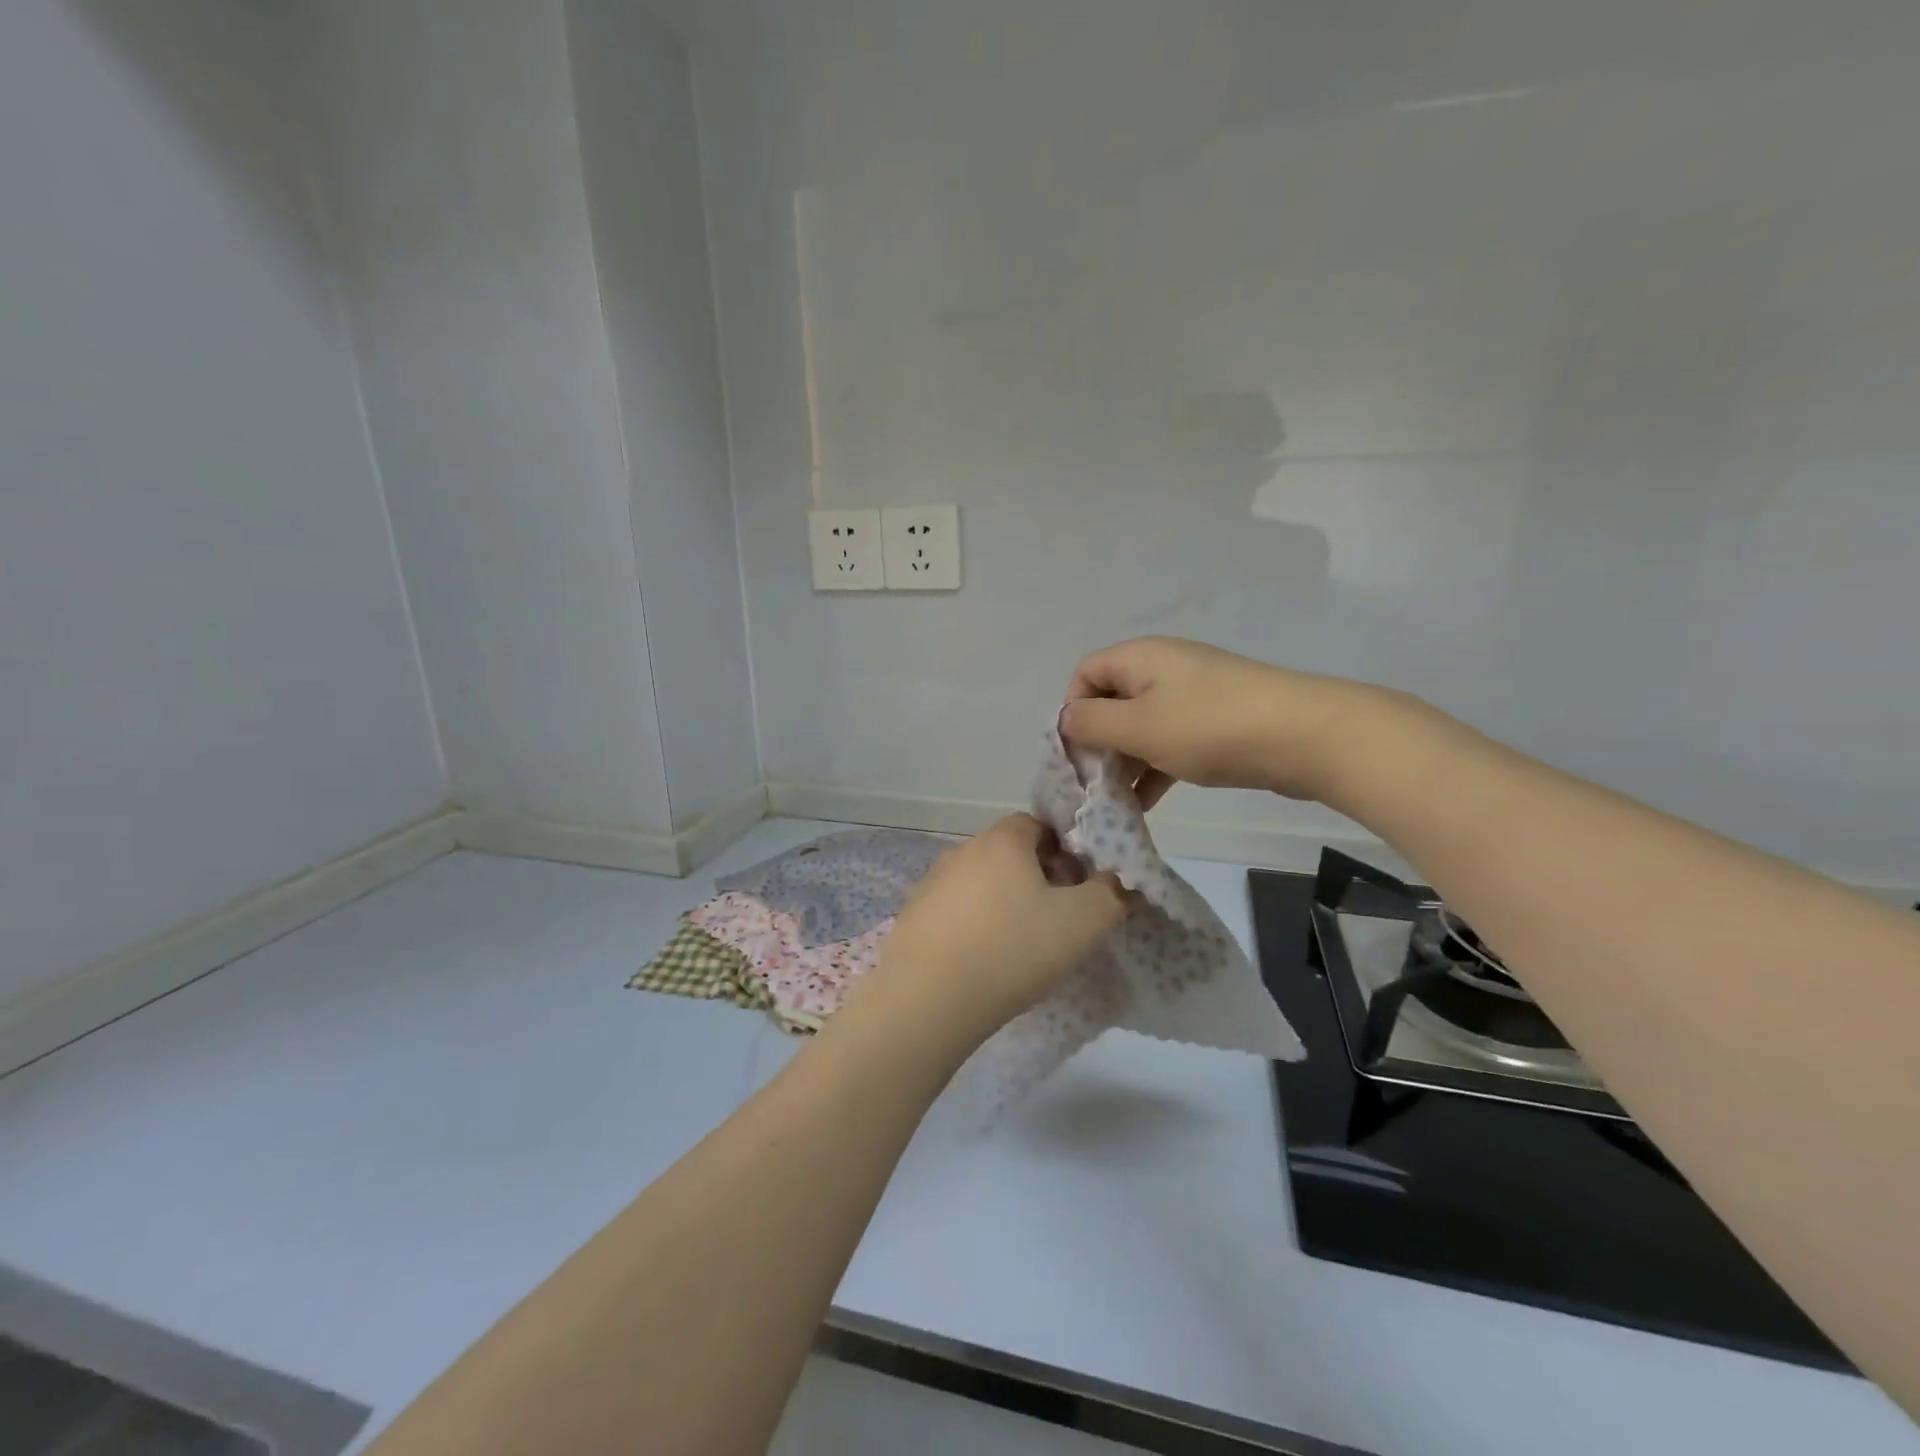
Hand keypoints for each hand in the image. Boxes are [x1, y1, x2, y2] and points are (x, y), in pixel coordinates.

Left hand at [864, 815, 1127, 1040]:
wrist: (929, 999)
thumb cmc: (1013, 949)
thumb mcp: (1083, 923)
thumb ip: (1112, 894)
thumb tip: (1120, 881)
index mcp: (1002, 839)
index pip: (1039, 825)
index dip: (1065, 852)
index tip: (1078, 888)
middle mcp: (963, 849)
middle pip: (1010, 853)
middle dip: (1036, 878)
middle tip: (1056, 919)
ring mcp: (932, 882)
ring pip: (981, 883)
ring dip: (1003, 903)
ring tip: (1020, 946)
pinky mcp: (913, 916)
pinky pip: (955, 911)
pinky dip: (973, 926)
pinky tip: (983, 961)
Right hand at [1061, 636, 1380, 806]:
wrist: (1305, 736)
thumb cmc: (1208, 727)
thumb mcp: (1137, 726)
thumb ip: (1090, 723)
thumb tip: (1066, 721)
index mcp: (1140, 657)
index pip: (1085, 674)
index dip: (1073, 711)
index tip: (1077, 752)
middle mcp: (1163, 668)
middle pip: (1112, 701)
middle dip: (1098, 743)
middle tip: (1095, 785)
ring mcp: (1193, 695)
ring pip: (1142, 726)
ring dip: (1125, 762)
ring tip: (1118, 802)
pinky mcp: (1217, 721)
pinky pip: (1171, 741)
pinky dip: (1155, 767)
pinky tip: (1147, 803)